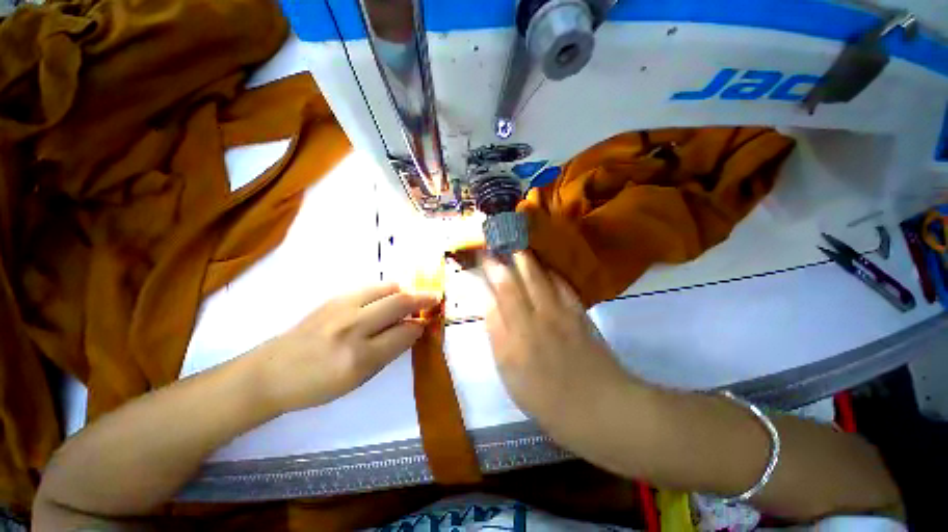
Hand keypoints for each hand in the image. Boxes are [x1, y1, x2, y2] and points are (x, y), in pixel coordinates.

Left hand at [254, 283, 439, 413]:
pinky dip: (387, 290)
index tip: (428, 323)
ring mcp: (342, 307)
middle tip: (434, 299)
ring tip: (410, 298)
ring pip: (387, 288)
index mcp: (360, 357)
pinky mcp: (334, 297)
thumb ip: (389, 351)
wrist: (272, 371)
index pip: (404, 332)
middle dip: (422, 299)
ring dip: (404, 291)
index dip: (420, 326)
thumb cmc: (317, 384)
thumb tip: (412, 329)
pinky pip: (371, 287)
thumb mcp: (359, 379)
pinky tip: (387, 299)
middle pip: (399, 302)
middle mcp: (353, 326)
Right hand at [483, 252, 632, 434]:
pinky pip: (562, 284)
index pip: (497, 295)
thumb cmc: (545, 397)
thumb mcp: (509, 373)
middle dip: (503, 259)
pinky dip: (552, 271)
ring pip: (538, 277)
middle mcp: (534, 318)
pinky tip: (546, 264)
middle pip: (515, 281)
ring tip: (516, 243)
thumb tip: (489, 305)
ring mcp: (558, 312)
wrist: (596, 405)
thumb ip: (497, 336)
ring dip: (525, 258)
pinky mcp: (578, 312)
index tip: (481, 258)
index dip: (488, 274)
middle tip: (495, 241)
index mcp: (514, 336)